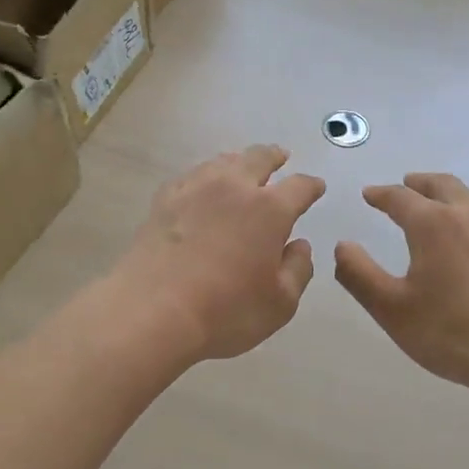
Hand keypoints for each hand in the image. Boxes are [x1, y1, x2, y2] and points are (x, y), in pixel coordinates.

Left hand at [115, 145, 325, 363]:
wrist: (152, 312)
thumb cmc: (226, 311)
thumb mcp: (280, 302)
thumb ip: (298, 269)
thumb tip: (299, 245)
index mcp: (270, 210)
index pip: (299, 187)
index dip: (311, 186)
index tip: (316, 187)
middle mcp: (234, 188)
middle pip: (258, 158)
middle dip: (274, 156)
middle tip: (280, 156)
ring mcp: (194, 190)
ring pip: (222, 162)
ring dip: (238, 161)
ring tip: (242, 166)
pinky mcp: (163, 201)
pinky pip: (191, 177)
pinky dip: (204, 176)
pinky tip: (201, 186)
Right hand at [334, 173, 468, 391]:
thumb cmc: (450, 333)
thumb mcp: (391, 309)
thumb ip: (359, 274)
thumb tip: (342, 246)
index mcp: (433, 224)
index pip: (400, 197)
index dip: (381, 194)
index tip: (369, 195)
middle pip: (442, 185)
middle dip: (419, 183)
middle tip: (406, 185)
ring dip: (449, 196)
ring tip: (439, 208)